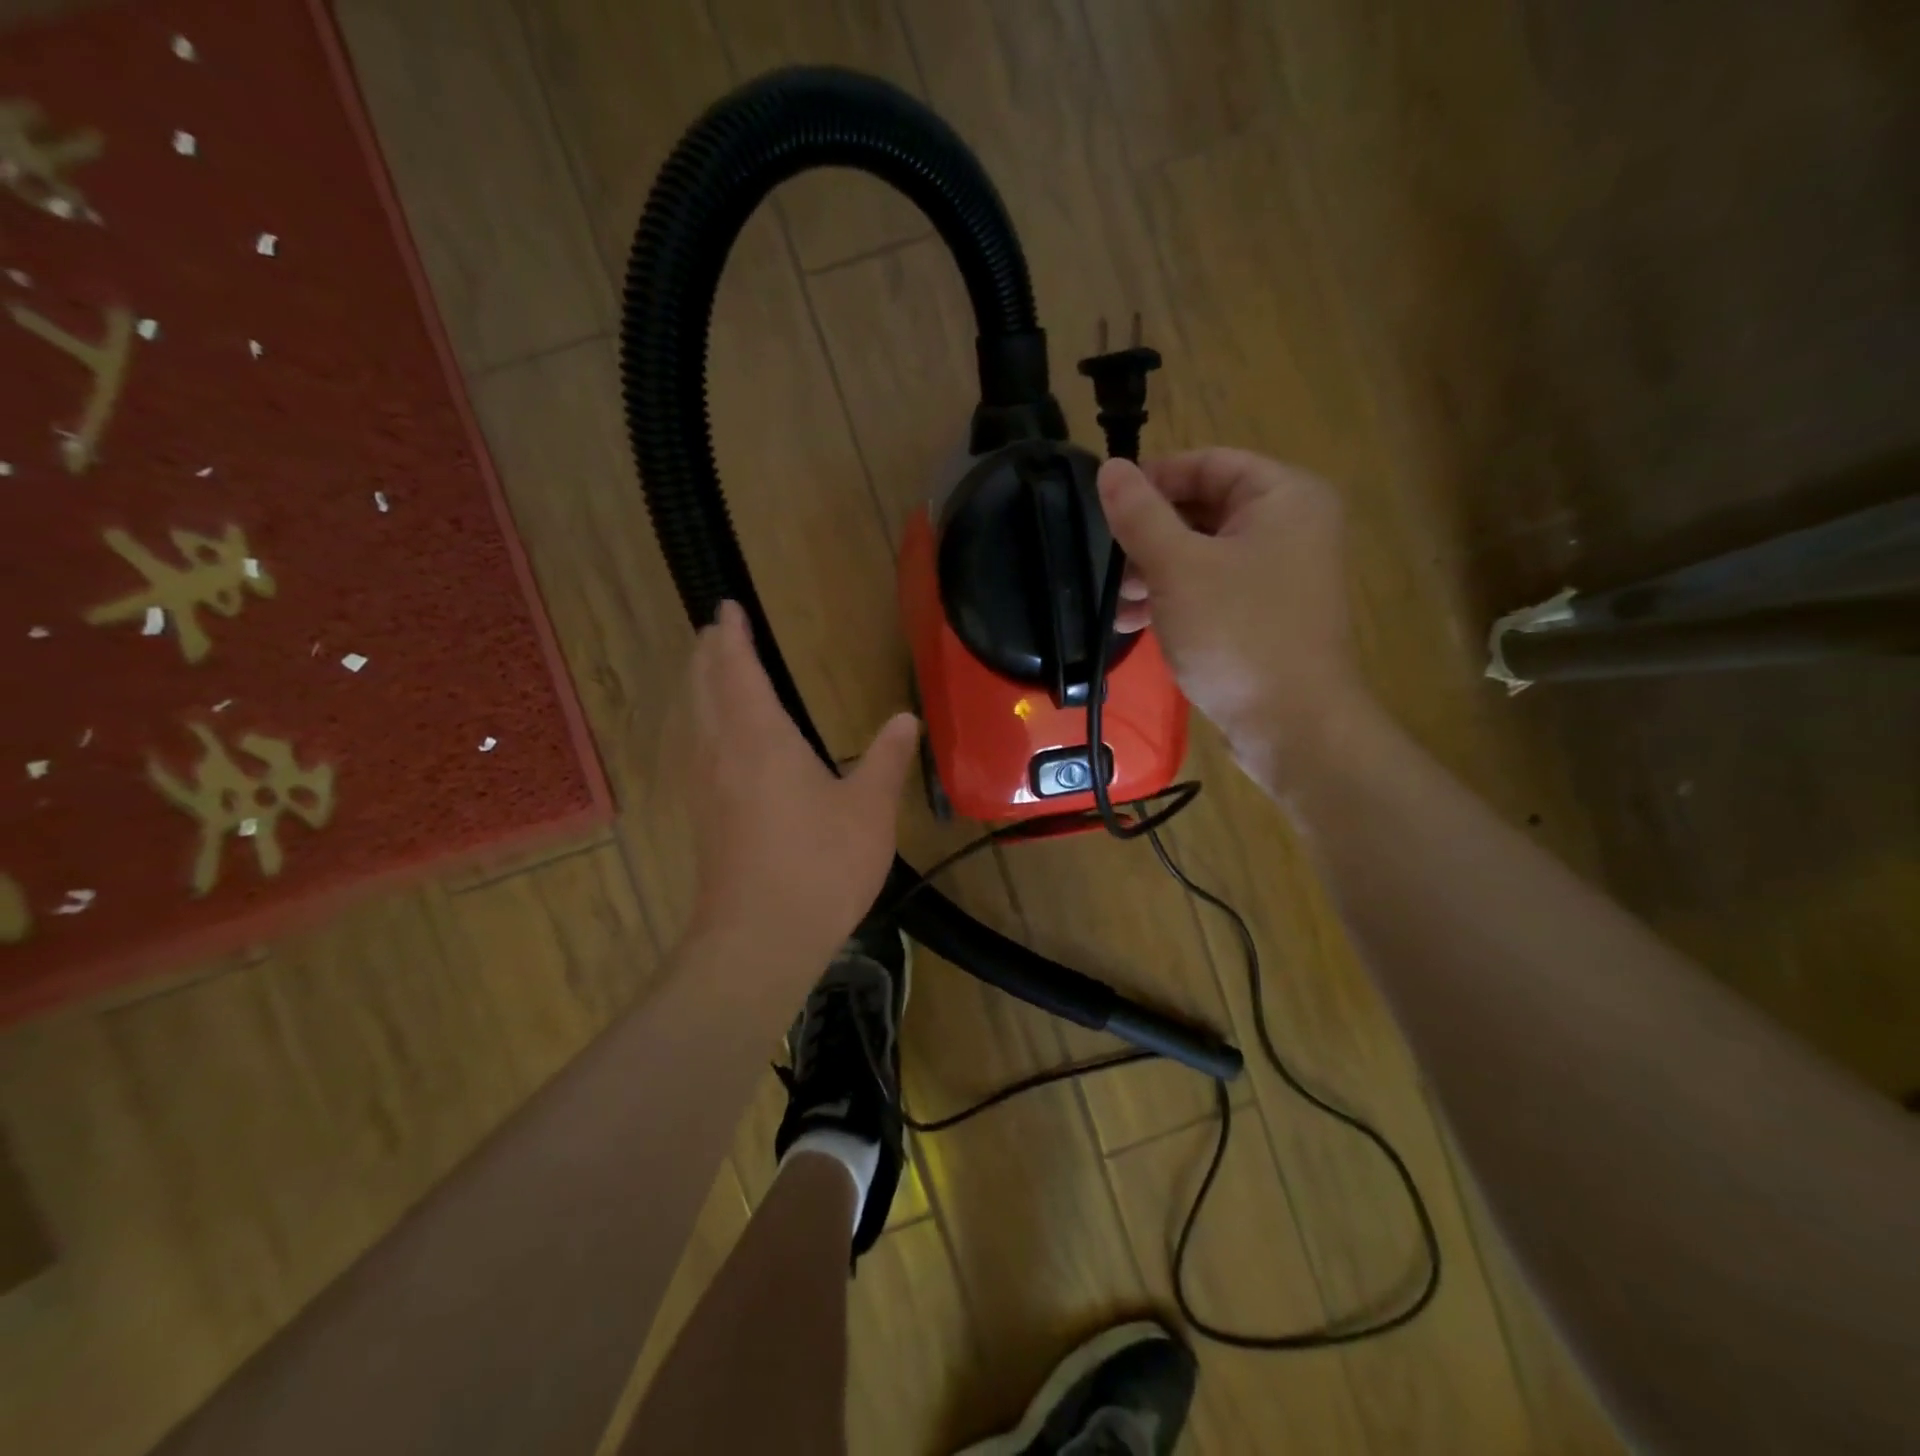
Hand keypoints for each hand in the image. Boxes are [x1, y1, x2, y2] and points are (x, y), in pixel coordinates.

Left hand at [683, 601, 918, 966]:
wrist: (759, 938)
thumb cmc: (820, 865)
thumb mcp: (869, 809)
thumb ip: (886, 759)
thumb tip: (905, 718)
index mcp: (762, 739)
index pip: (739, 671)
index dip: (734, 637)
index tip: (728, 609)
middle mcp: (724, 752)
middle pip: (704, 688)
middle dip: (709, 655)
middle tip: (715, 631)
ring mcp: (707, 787)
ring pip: (694, 719)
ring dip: (698, 686)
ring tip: (709, 671)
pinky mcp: (703, 817)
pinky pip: (695, 749)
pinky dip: (700, 723)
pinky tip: (713, 740)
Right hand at [1097, 448, 1367, 788]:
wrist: (1291, 725)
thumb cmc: (1237, 634)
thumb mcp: (1177, 568)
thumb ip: (1139, 515)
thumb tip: (1108, 468)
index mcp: (1284, 497)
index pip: (1207, 464)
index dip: (1153, 479)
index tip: (1104, 505)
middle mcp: (1291, 526)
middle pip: (1204, 509)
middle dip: (1148, 537)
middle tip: (1108, 564)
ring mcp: (1281, 573)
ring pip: (1203, 554)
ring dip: (1154, 573)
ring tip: (1116, 604)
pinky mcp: (1267, 613)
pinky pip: (1213, 588)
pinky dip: (1175, 599)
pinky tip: (1136, 624)